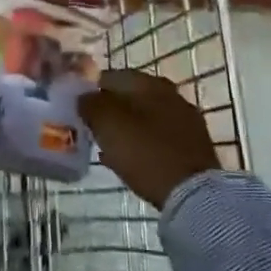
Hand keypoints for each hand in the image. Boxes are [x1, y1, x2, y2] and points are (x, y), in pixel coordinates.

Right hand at [78, 69, 221, 208]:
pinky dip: (141, 145)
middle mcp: (170, 94)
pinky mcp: (193, 146)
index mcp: (150, 82)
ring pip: (144, 118)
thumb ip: (91, 104)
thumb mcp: (108, 124)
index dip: (91, 90)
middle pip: (130, 97)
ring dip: (125, 128)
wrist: (193, 194)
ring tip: (107, 146)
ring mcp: (184, 120)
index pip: (111, 76)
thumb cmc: (145, 152)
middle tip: (91, 129)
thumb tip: (84, 97)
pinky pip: (157, 138)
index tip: (77, 109)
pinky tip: (128, 161)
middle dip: (110, 111)